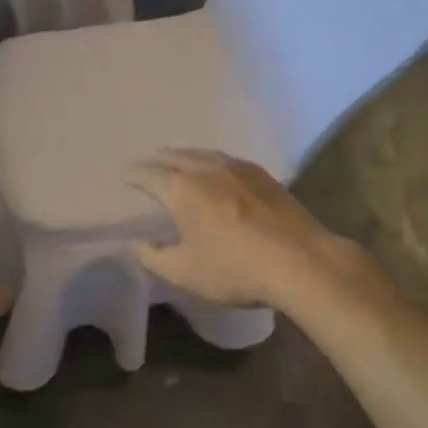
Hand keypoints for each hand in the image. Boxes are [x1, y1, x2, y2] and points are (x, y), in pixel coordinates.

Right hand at [127, 149, 343, 309]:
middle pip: (176, 156)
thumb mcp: (184, 272)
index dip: (134, 176)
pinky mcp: (264, 176)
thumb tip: (136, 243)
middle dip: (159, 160)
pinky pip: (228, 161)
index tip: (125, 177)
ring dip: (186, 156)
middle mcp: (207, 169)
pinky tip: (218, 172)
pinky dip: (212, 162)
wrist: (302, 262)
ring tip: (179, 162)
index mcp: (182, 189)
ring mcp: (239, 169)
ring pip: (204, 154)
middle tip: (149, 165)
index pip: (148, 174)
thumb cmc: (235, 269)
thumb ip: (153, 256)